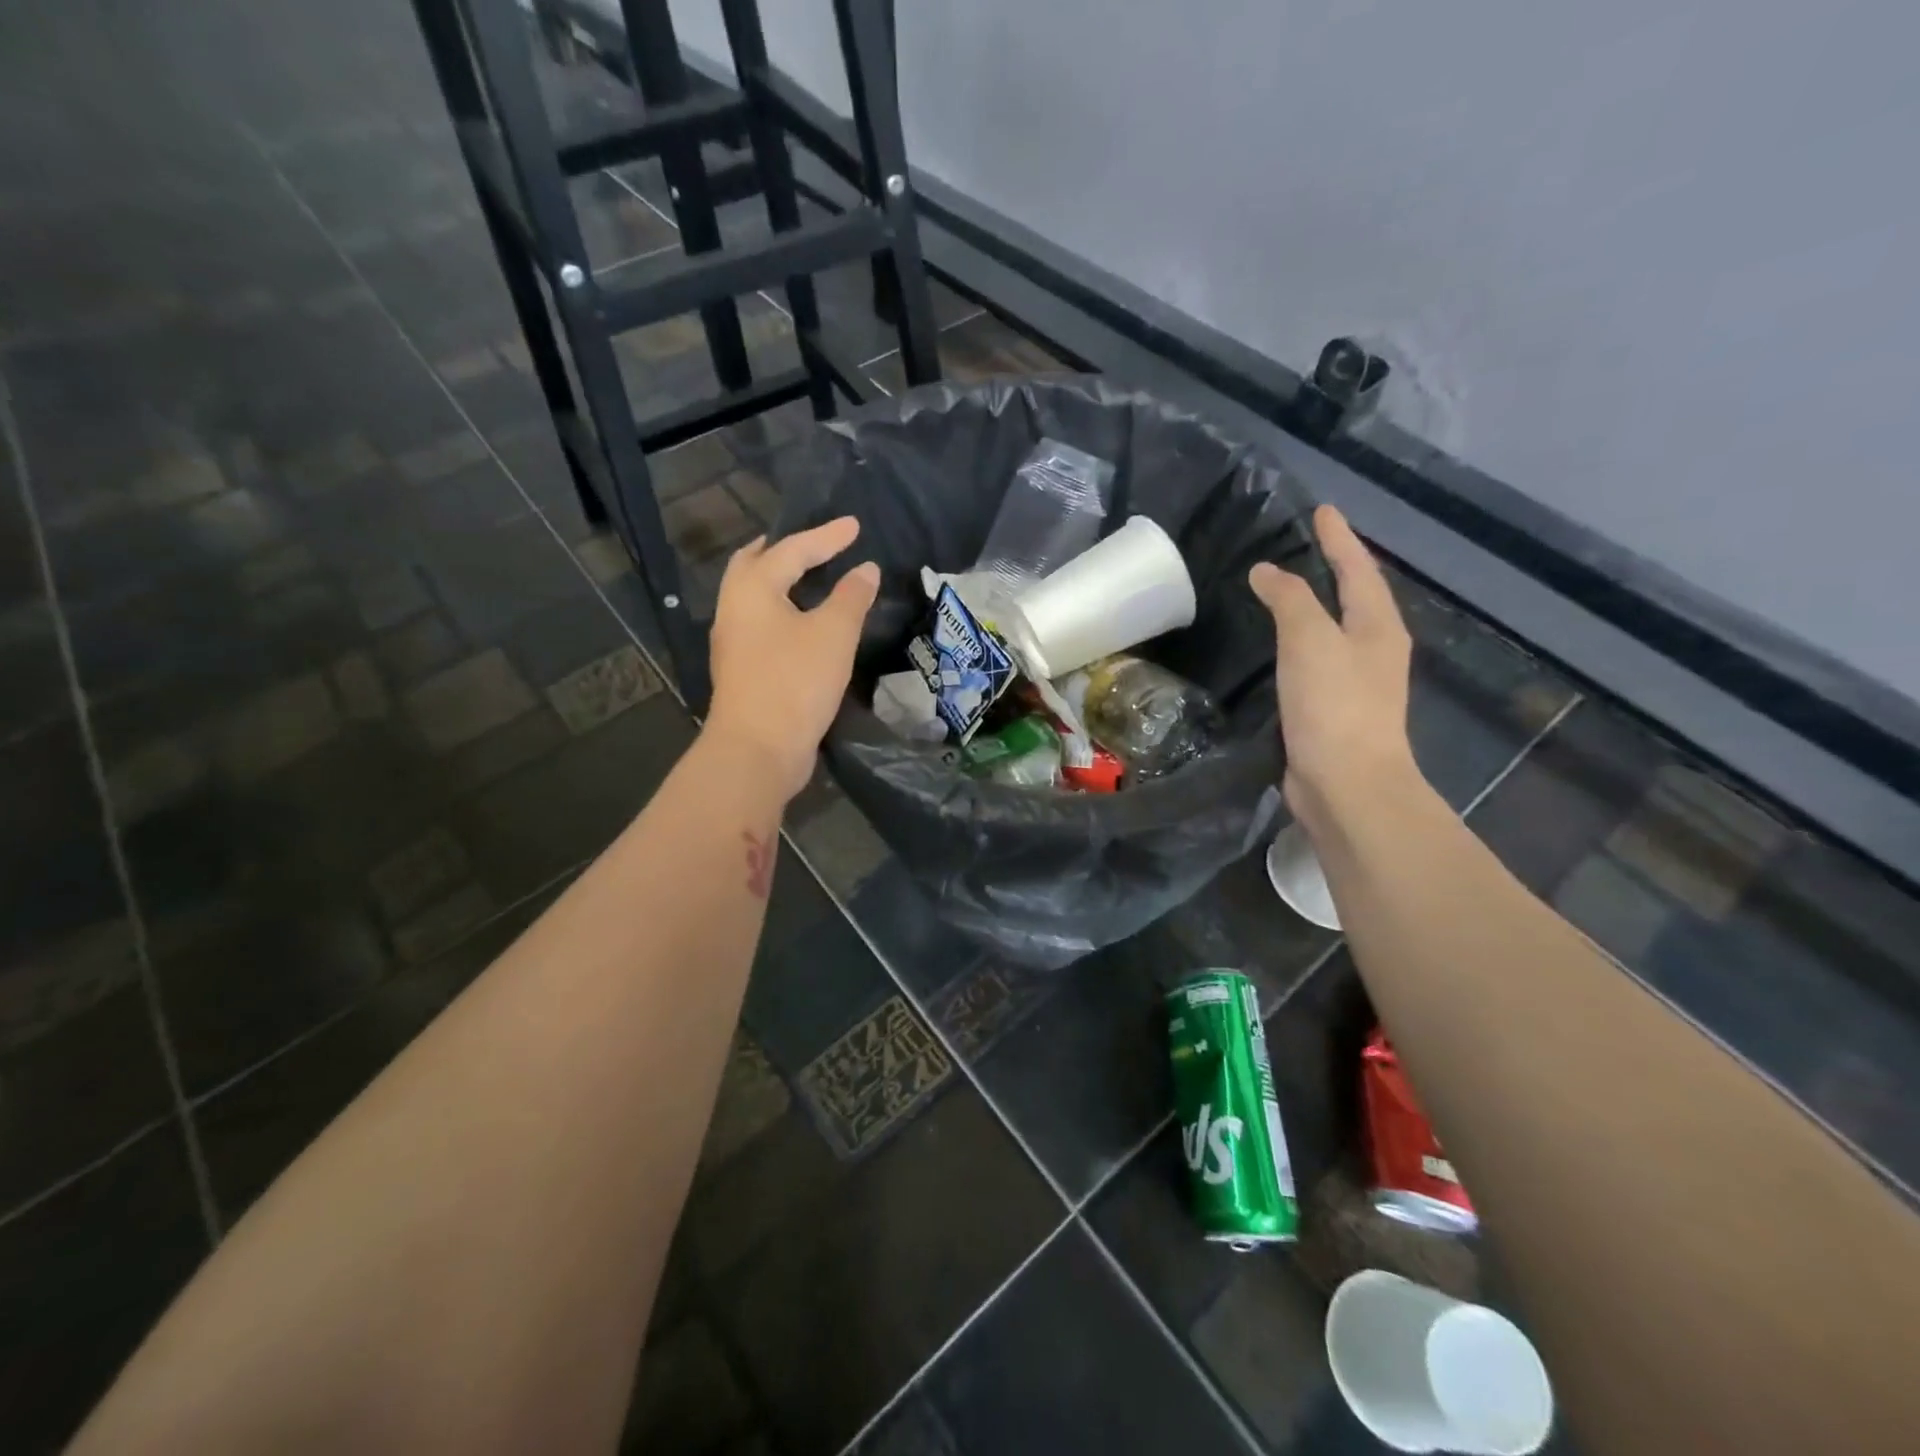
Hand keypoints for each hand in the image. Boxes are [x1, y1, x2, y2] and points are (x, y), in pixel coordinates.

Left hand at [705, 517, 879, 800]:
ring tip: (807, 577)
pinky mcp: (743, 671)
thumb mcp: (834, 634)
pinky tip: (801, 623)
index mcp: (752, 590)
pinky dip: (781, 611)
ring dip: (778, 582)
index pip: (792, 550)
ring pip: (754, 598)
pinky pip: (761, 625)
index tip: (855, 526)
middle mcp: (734, 610)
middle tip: (811, 544)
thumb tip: (866, 569)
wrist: (758, 749)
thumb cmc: (795, 681)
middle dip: (782, 550)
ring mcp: (734, 643)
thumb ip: (851, 596)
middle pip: (754, 566)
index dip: (827, 536)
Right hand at [1249, 505, 1417, 821]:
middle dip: (1334, 568)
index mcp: (1377, 626)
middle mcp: (1373, 649)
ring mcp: (1355, 682)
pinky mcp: (1331, 709)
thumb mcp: (1310, 641)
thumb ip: (1290, 600)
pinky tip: (1276, 646)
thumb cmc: (1334, 706)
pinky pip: (1313, 661)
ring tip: (1284, 588)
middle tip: (1304, 544)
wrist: (1346, 784)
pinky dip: (1296, 642)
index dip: (1339, 538)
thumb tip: (1266, 572)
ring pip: (1333, 630)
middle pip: (1354, 597)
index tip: (1322, 510)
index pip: (1358, 569)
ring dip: (1313, 606)